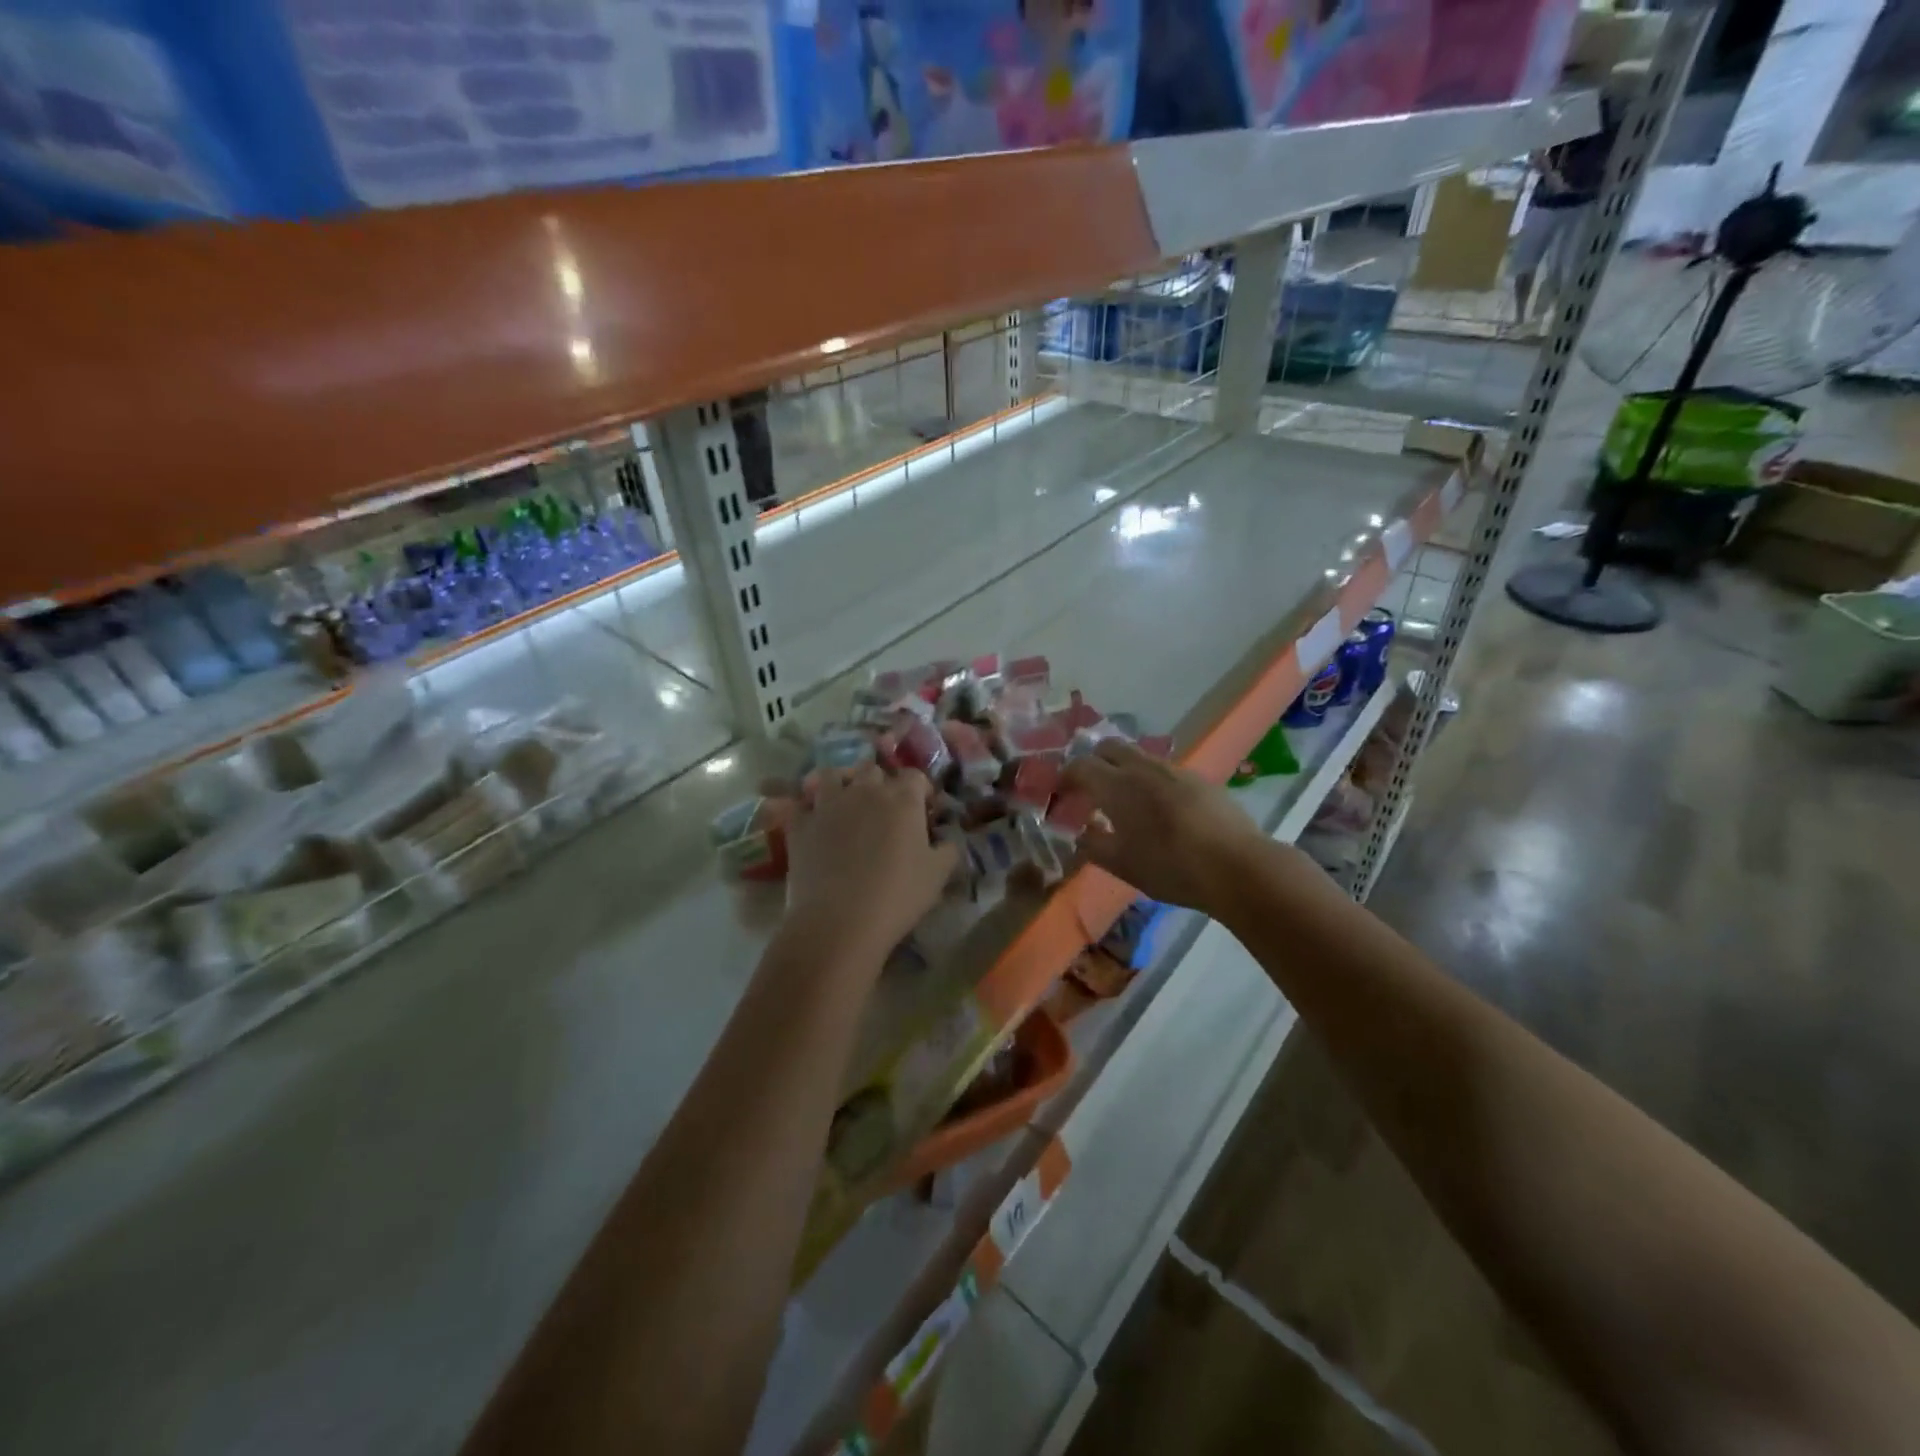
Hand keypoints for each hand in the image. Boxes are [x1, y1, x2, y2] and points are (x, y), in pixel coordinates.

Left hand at [784, 765, 959, 963]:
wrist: (839, 920)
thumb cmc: (897, 896)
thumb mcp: (938, 875)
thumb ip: (948, 850)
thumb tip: (947, 840)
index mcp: (902, 799)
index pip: (914, 776)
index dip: (920, 791)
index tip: (923, 810)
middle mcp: (865, 790)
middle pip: (874, 771)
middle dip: (881, 784)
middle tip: (885, 810)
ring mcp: (829, 804)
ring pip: (833, 776)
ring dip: (842, 784)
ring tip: (846, 805)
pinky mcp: (801, 823)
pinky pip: (803, 804)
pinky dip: (810, 810)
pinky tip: (816, 825)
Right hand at [1061, 740, 1272, 916]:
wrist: (1236, 866)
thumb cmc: (1170, 867)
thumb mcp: (1121, 865)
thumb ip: (1093, 845)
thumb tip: (1081, 832)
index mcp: (1117, 785)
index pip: (1080, 766)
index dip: (1065, 777)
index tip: (1060, 794)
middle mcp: (1143, 768)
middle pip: (1108, 747)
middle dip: (1093, 762)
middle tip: (1089, 790)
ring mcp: (1174, 770)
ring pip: (1138, 756)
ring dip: (1123, 770)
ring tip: (1124, 800)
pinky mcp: (1200, 779)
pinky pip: (1164, 770)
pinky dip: (1150, 780)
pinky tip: (1159, 809)